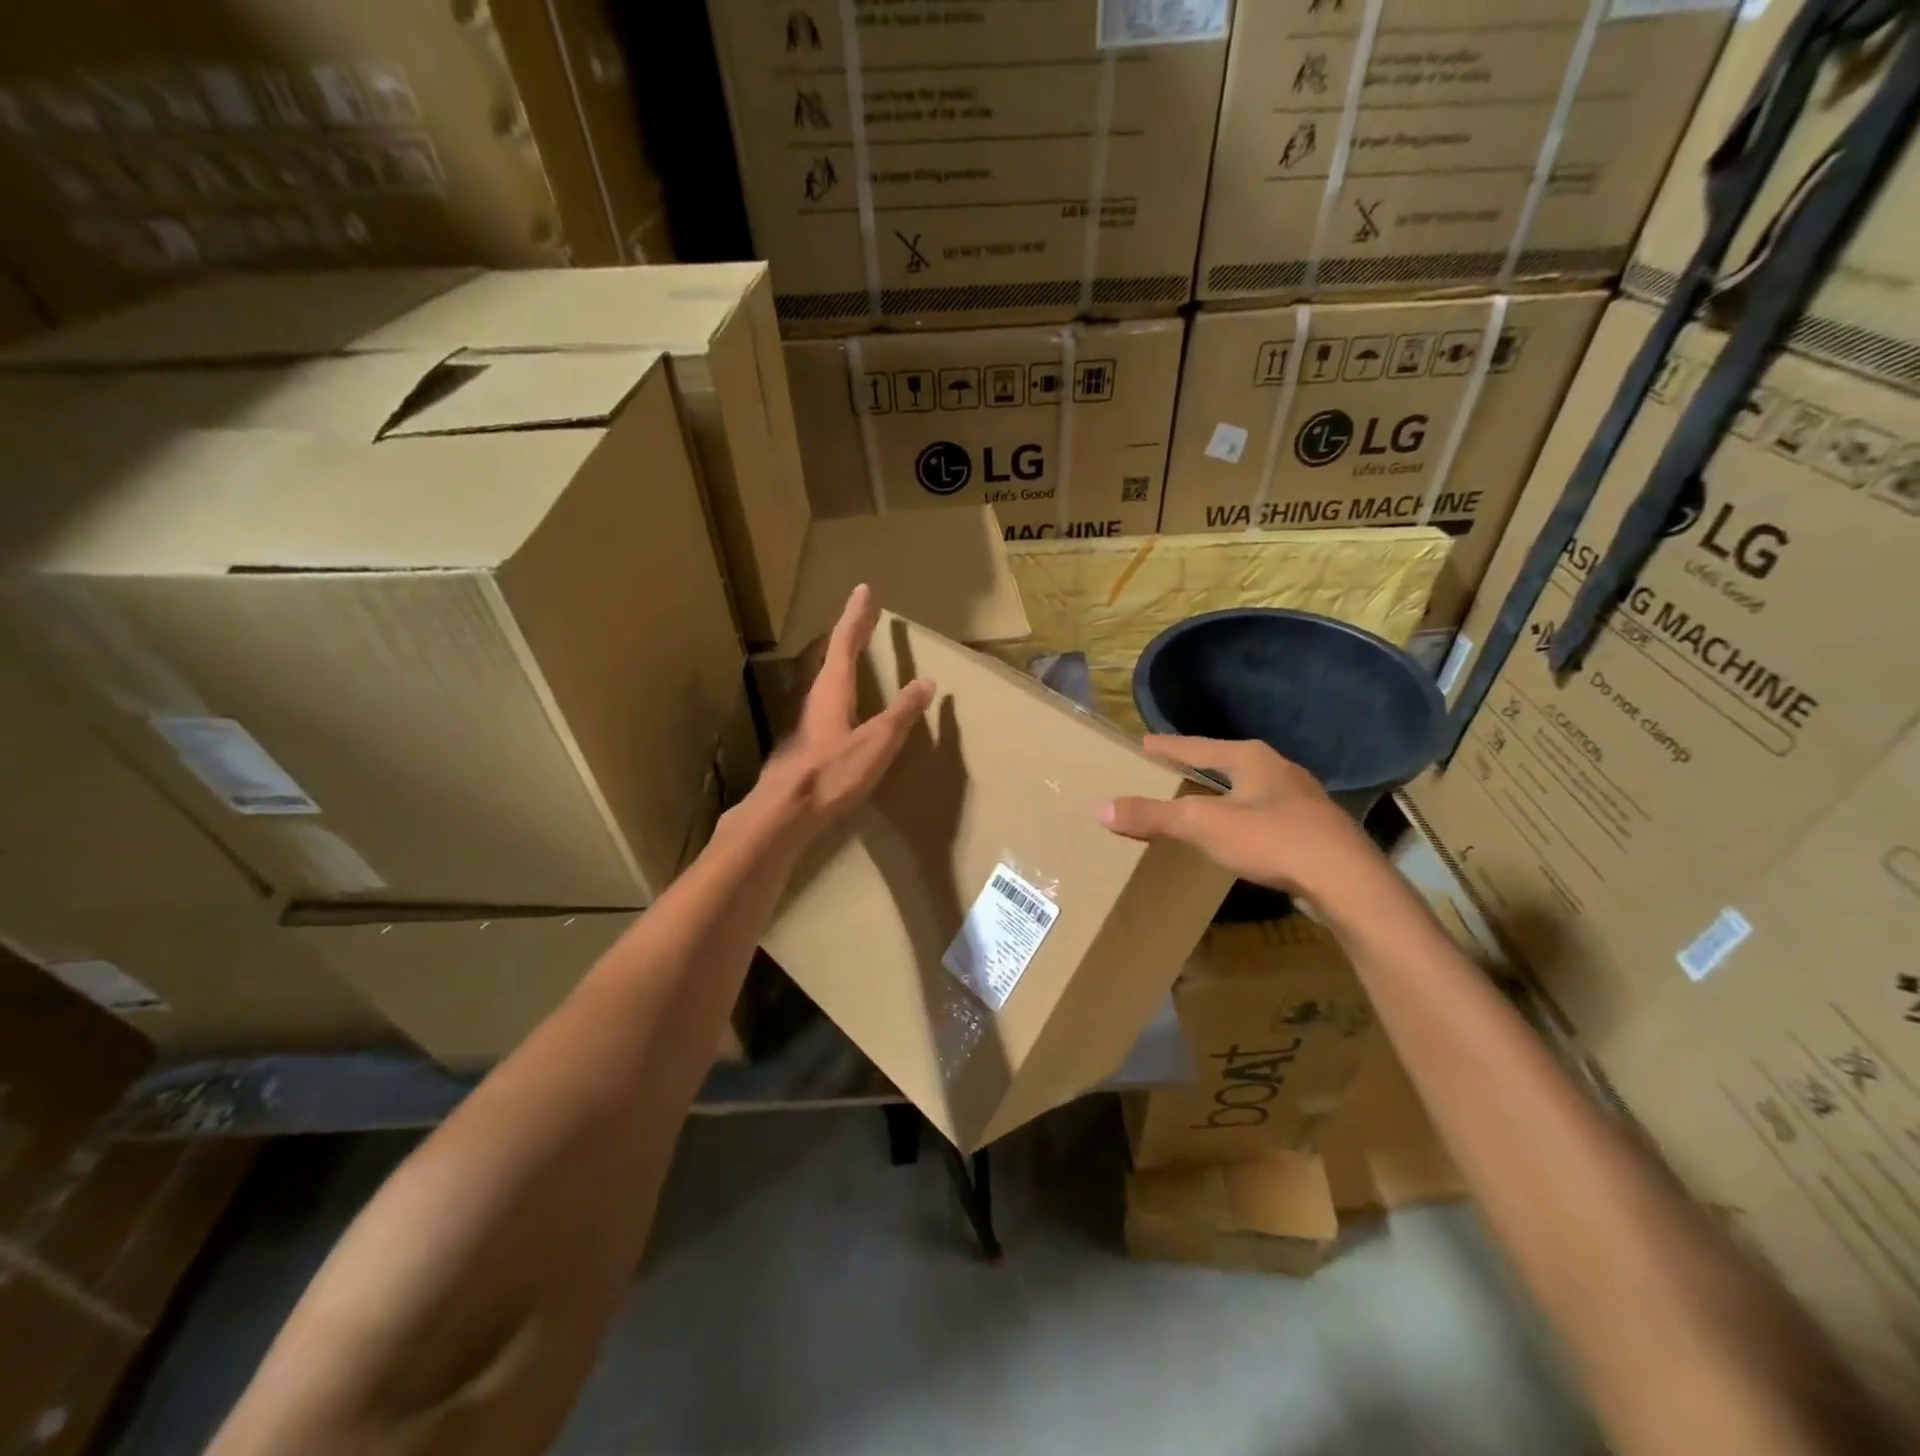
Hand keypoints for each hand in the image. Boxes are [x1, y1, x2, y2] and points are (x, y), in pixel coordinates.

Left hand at [745, 585, 934, 841]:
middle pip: (830, 656)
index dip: (856, 617)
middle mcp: (814, 698)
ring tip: (851, 654)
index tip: (862, 590)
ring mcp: (804, 722)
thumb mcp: (876, 744)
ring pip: (823, 680)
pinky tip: (842, 707)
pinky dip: (837, 690)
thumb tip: (925, 682)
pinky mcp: (802, 744)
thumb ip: (901, 714)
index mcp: (833, 690)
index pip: (844, 642)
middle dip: (848, 635)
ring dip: (838, 661)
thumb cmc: (831, 774)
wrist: (784, 814)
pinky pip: (823, 703)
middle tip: (861, 618)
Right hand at [1099, 736, 1385, 905]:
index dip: (1167, 746)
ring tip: (1200, 800)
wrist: (1346, 881)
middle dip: (1197, 766)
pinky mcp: (1312, 829)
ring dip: (1223, 792)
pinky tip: (1238, 833)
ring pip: (1249, 788)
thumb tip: (1100, 808)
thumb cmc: (1271, 839)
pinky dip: (1243, 817)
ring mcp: (1300, 799)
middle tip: (1168, 769)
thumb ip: (1153, 816)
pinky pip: (1265, 814)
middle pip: (1226, 762)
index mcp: (1251, 758)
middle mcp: (1277, 769)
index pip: (1197, 745)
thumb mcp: (1202, 825)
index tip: (1143, 742)